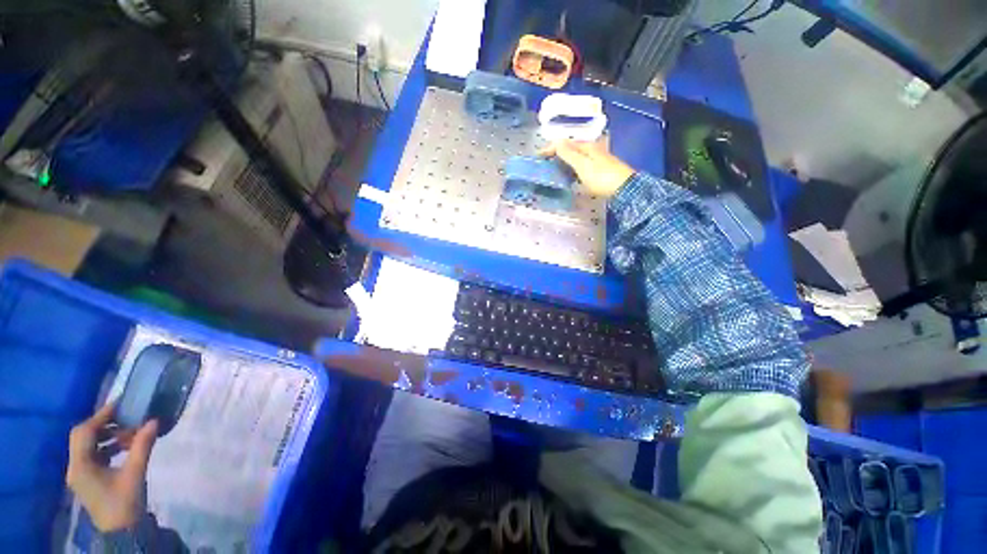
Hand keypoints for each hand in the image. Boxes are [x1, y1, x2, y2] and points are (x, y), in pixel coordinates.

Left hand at [66, 404, 158, 531]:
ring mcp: (81, 473)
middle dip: (104, 424)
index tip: (121, 405)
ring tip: (131, 434)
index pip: (85, 432)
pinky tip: (125, 447)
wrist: (122, 532)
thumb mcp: (135, 474)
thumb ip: (142, 446)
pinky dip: (108, 446)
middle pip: (83, 436)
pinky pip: (94, 454)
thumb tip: (153, 421)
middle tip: (127, 418)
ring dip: (108, 435)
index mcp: (80, 465)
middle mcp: (75, 466)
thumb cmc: (125, 503)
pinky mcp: (88, 478)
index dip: (101, 416)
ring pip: (89, 445)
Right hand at [539, 139, 634, 197]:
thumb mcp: (583, 166)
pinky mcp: (599, 169)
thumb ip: (569, 154)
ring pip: (575, 157)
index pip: (564, 143)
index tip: (538, 156)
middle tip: (544, 162)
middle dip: (556, 153)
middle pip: (570, 148)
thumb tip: (556, 141)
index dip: (551, 148)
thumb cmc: (602, 177)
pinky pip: (580, 165)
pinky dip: (571, 167)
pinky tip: (569, 174)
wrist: (625, 189)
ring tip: (553, 169)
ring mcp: (596, 159)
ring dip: (563, 160)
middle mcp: (592, 149)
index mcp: (586, 146)